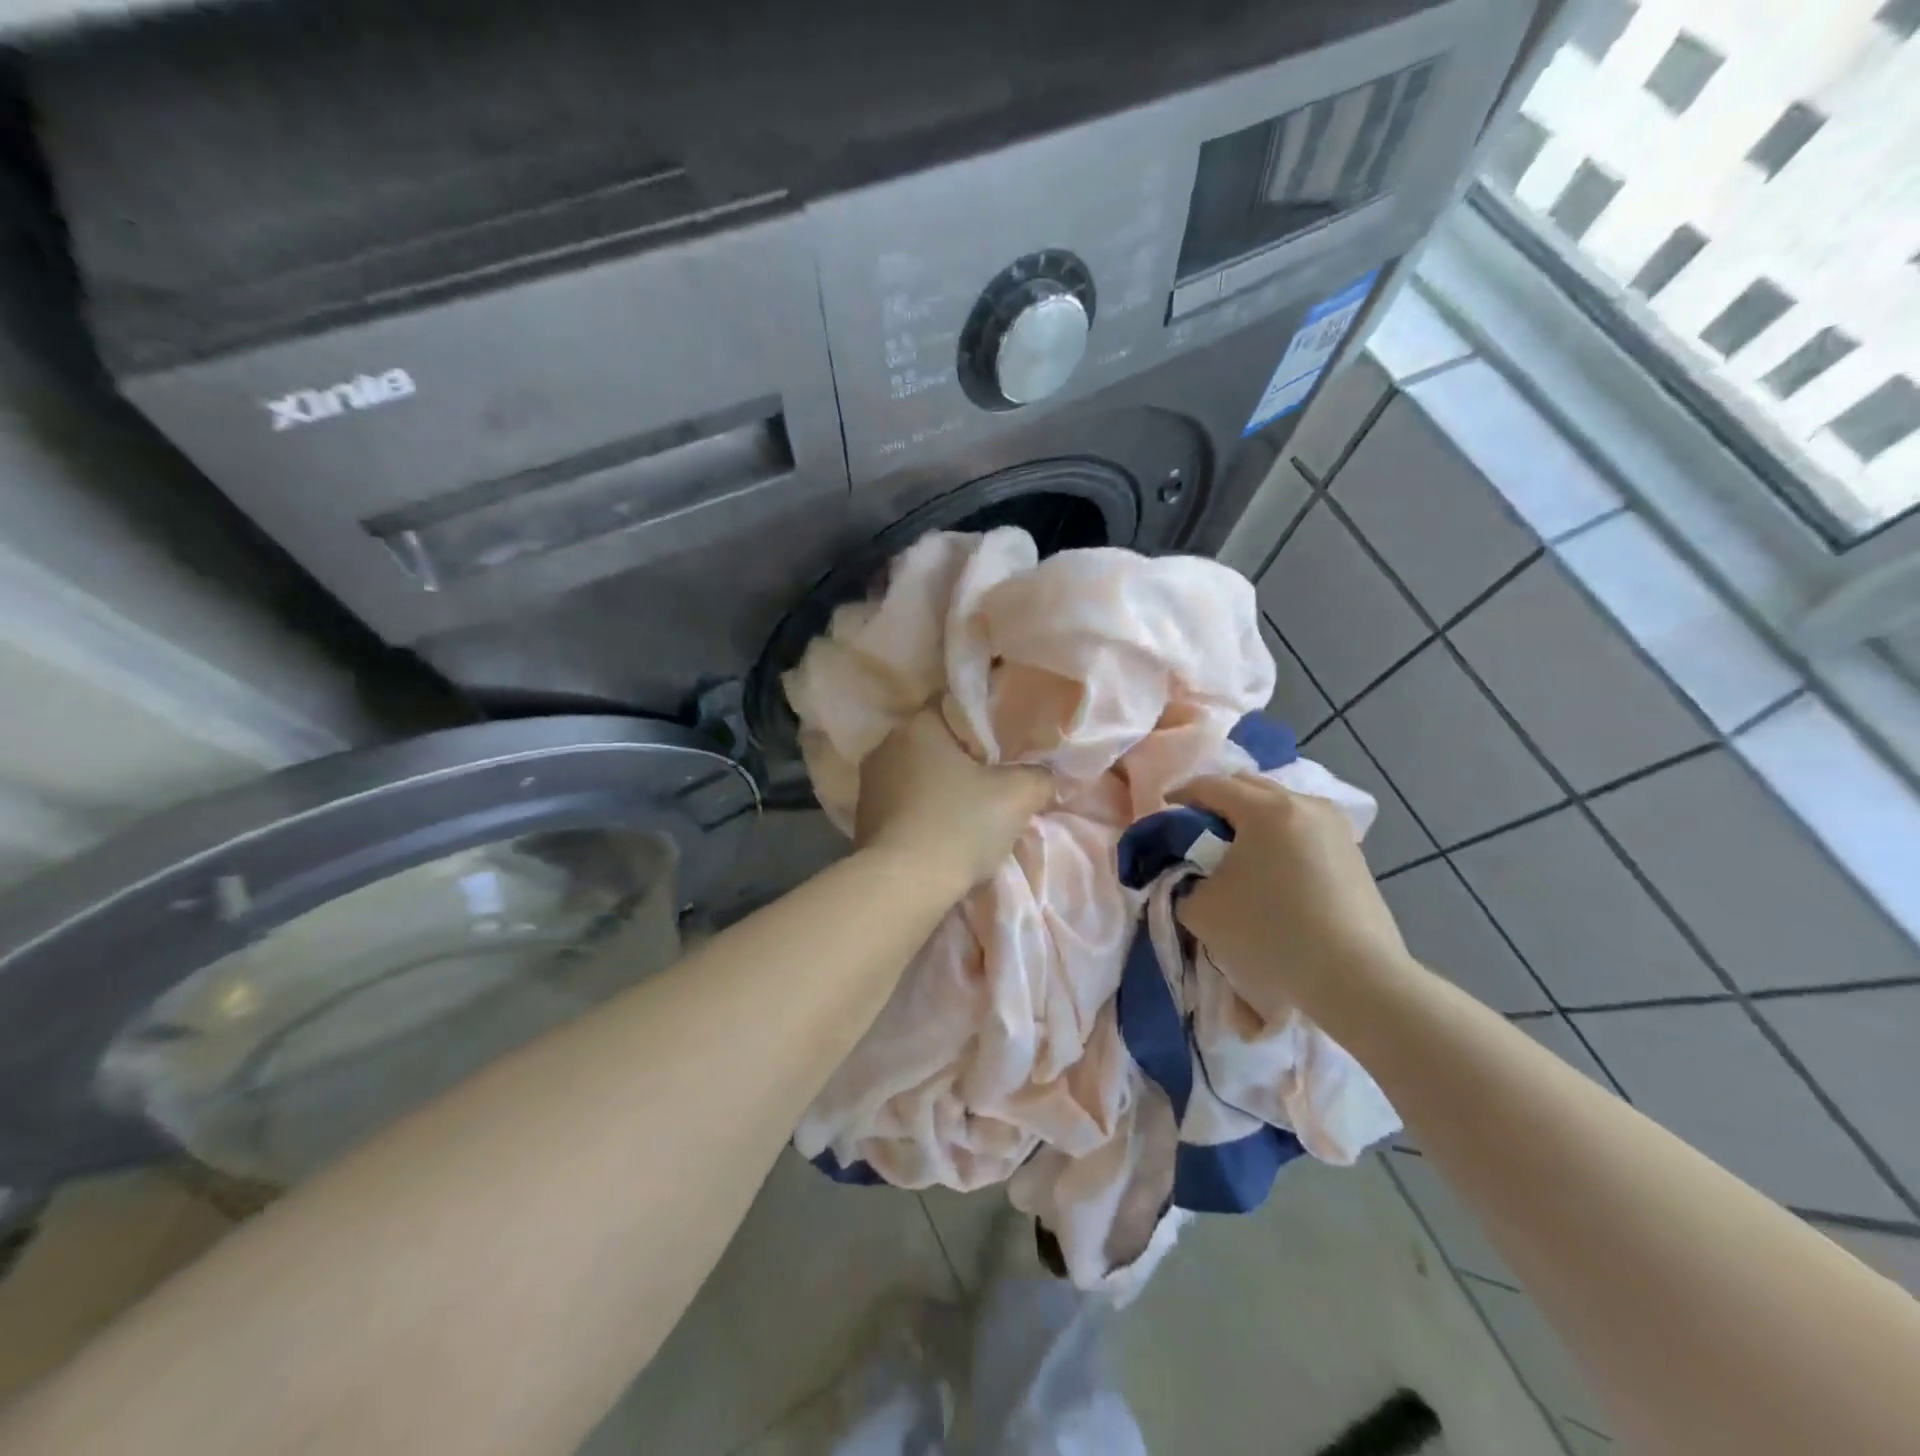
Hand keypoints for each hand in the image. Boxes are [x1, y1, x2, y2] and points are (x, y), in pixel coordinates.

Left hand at [855, 708, 1052, 895]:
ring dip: (939, 786)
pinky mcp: (862, 816)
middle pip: (934, 741)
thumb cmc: (960, 826)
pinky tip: (941, 830)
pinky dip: (921, 810)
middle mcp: (886, 744)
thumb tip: (1046, 775)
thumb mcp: (1018, 796)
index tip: (1004, 742)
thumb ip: (1039, 776)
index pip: (953, 704)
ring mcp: (869, 782)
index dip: (982, 720)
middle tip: (993, 777)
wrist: (903, 886)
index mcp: (919, 725)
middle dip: (962, 757)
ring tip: (968, 809)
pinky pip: (902, 802)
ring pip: (916, 773)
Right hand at [1173, 775, 1413, 1020]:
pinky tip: (1270, 870)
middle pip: (1247, 786)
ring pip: (1279, 805)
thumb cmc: (1272, 935)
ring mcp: (1335, 826)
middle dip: (1216, 802)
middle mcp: (1304, 804)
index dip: (1180, 796)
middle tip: (1195, 831)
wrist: (1357, 980)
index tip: (1163, 812)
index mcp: (1265, 808)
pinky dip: (1277, 836)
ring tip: (1234, 852)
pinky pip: (1301, 828)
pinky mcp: (1352, 852)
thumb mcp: (1202, 910)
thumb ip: (1182, 881)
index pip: (1210, 785)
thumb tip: (1191, 874)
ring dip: (1250, 819)